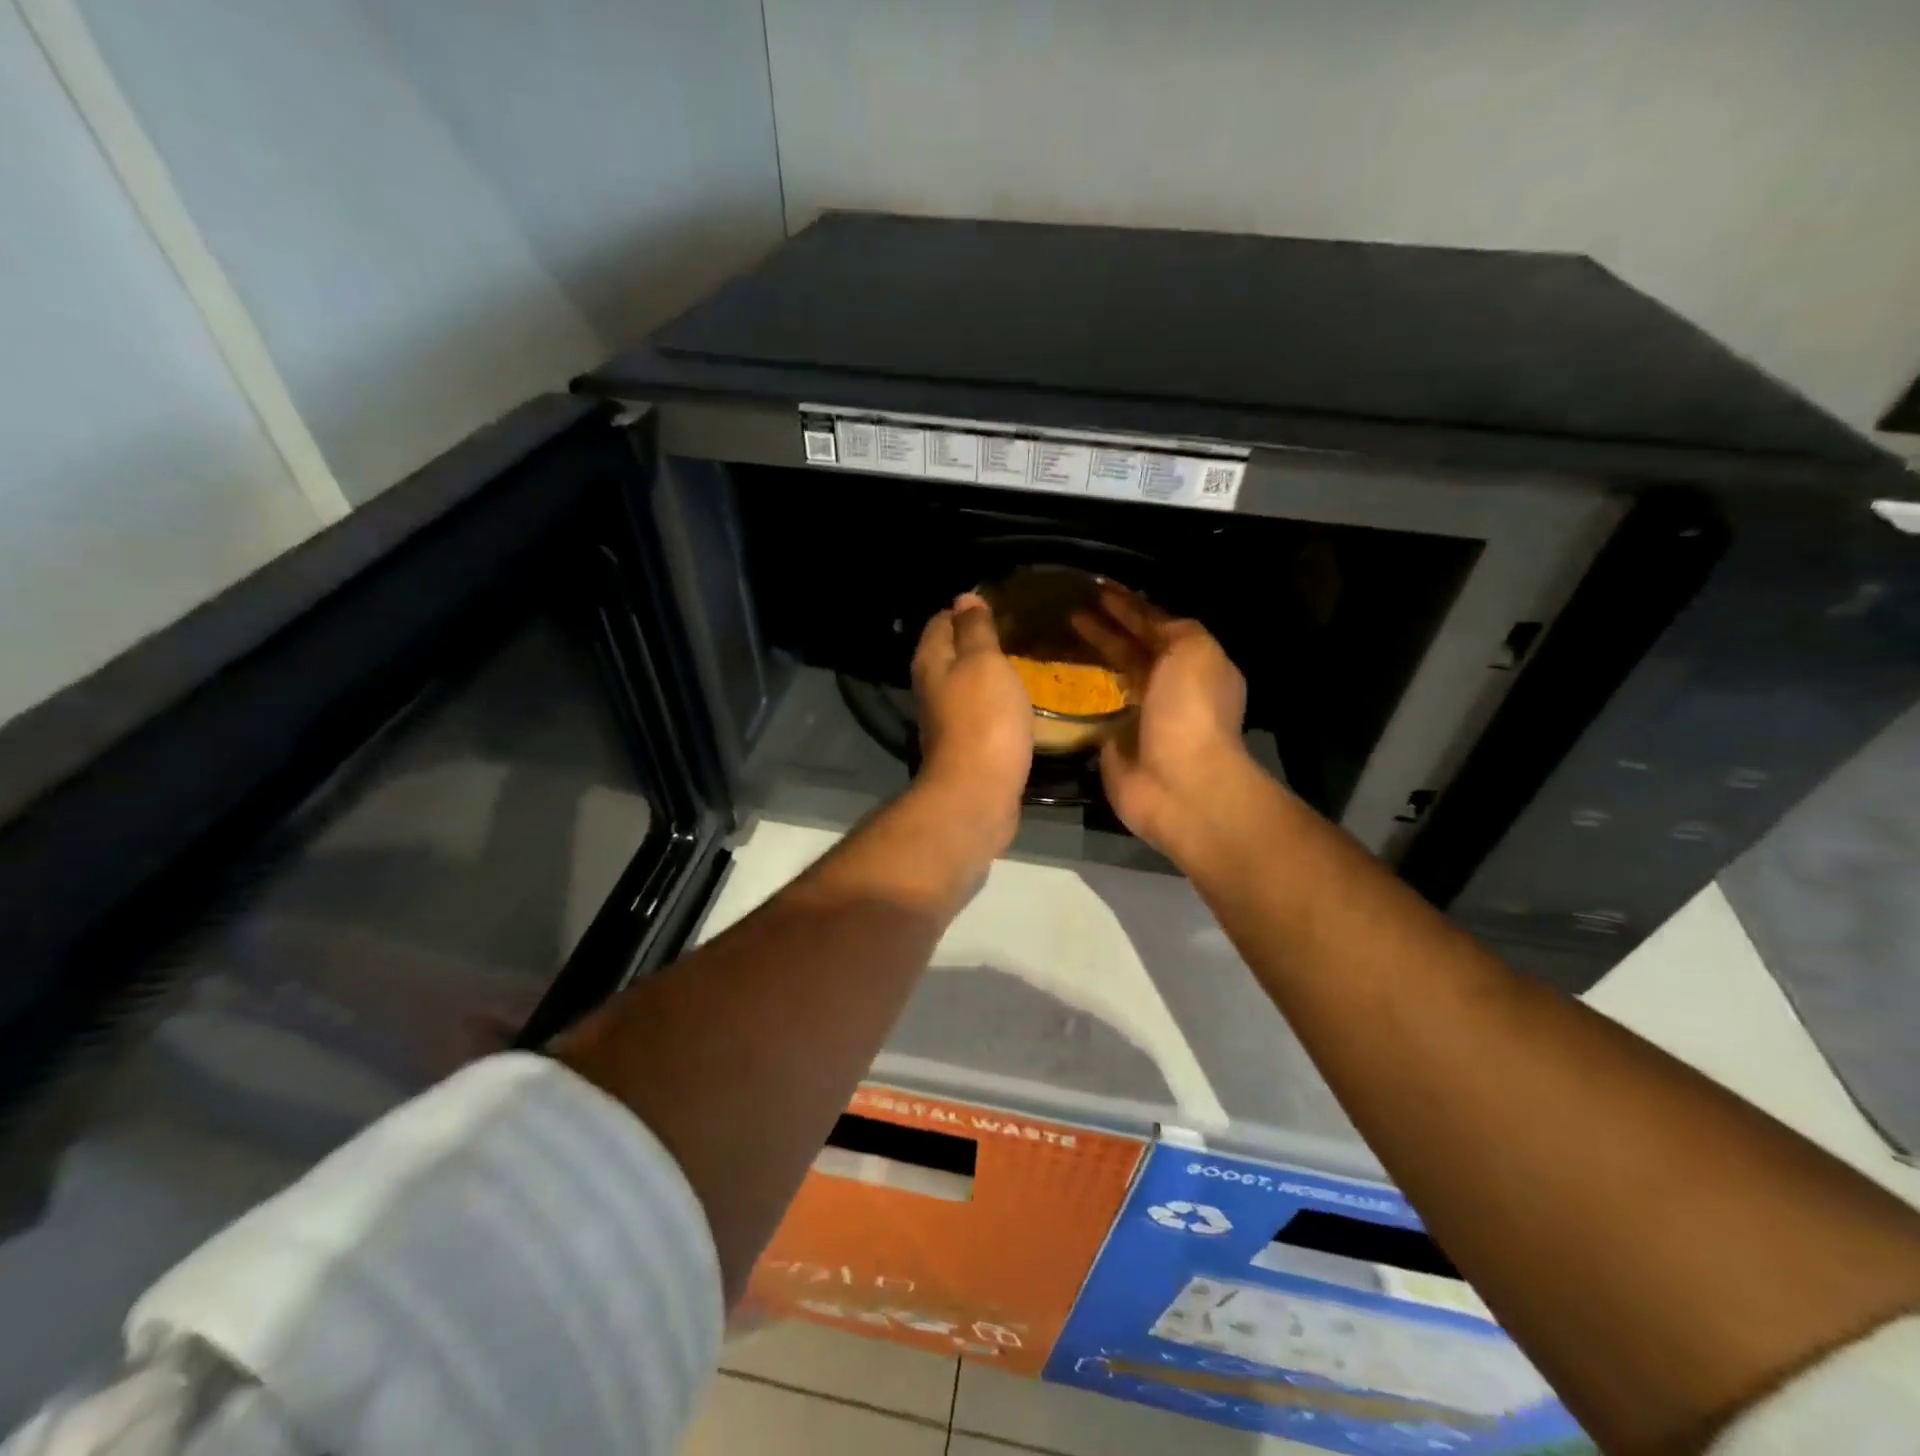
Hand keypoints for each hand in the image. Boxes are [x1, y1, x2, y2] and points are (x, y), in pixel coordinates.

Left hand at [911, 593, 1032, 847]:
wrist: (977, 793)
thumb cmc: (983, 720)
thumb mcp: (984, 663)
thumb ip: (975, 630)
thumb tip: (964, 598)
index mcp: (931, 660)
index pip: (941, 620)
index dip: (968, 610)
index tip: (1002, 607)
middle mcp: (930, 687)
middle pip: (950, 652)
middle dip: (978, 641)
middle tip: (1017, 634)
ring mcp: (945, 719)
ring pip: (965, 684)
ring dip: (987, 674)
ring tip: (1022, 663)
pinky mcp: (964, 745)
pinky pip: (978, 712)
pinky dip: (994, 702)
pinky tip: (1016, 702)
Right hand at [1072, 585, 1251, 855]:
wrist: (1178, 783)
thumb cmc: (1190, 710)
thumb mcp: (1194, 650)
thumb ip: (1172, 627)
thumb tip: (1146, 618)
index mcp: (1195, 665)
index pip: (1158, 626)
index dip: (1130, 606)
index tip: (1097, 589)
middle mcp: (1170, 689)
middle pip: (1133, 650)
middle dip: (1107, 628)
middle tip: (1070, 609)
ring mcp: (1141, 718)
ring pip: (1113, 677)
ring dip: (1091, 656)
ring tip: (1059, 636)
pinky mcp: (1114, 743)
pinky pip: (1094, 710)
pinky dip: (1078, 694)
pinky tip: (1055, 676)